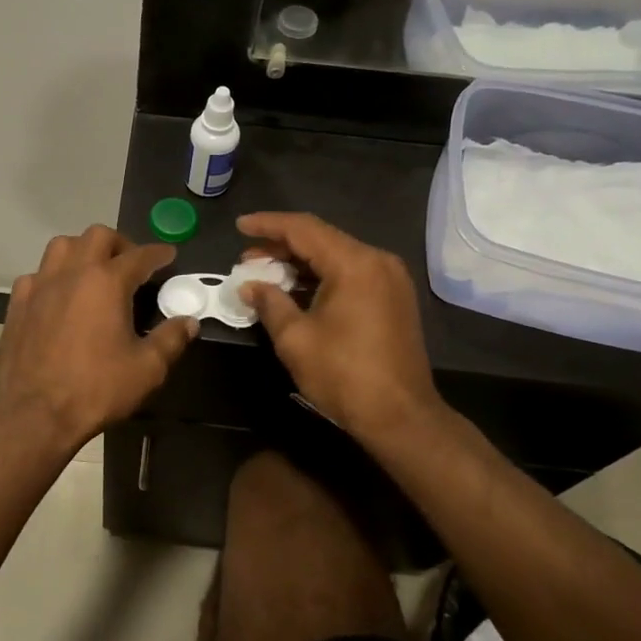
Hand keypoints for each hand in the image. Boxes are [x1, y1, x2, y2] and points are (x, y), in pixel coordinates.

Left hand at [0, 225, 198, 450]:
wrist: (37, 414)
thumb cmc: (97, 389)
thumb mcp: (147, 369)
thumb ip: (171, 339)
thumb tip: (189, 322)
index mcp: (107, 282)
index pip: (140, 256)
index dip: (159, 254)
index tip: (169, 256)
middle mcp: (72, 273)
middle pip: (98, 236)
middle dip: (120, 244)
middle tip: (131, 264)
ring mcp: (40, 286)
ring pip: (62, 246)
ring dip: (83, 251)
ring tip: (94, 272)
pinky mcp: (18, 304)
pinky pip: (36, 275)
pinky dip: (52, 277)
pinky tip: (58, 296)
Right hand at [235, 212, 444, 442]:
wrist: (400, 416)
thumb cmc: (344, 375)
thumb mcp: (296, 338)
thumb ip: (270, 302)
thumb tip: (249, 286)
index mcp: (354, 263)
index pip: (303, 229)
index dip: (268, 225)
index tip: (239, 226)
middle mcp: (377, 261)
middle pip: (322, 239)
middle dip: (281, 246)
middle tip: (247, 260)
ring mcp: (390, 279)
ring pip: (336, 256)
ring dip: (300, 262)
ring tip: (266, 274)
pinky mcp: (393, 298)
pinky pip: (351, 273)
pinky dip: (321, 276)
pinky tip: (296, 289)